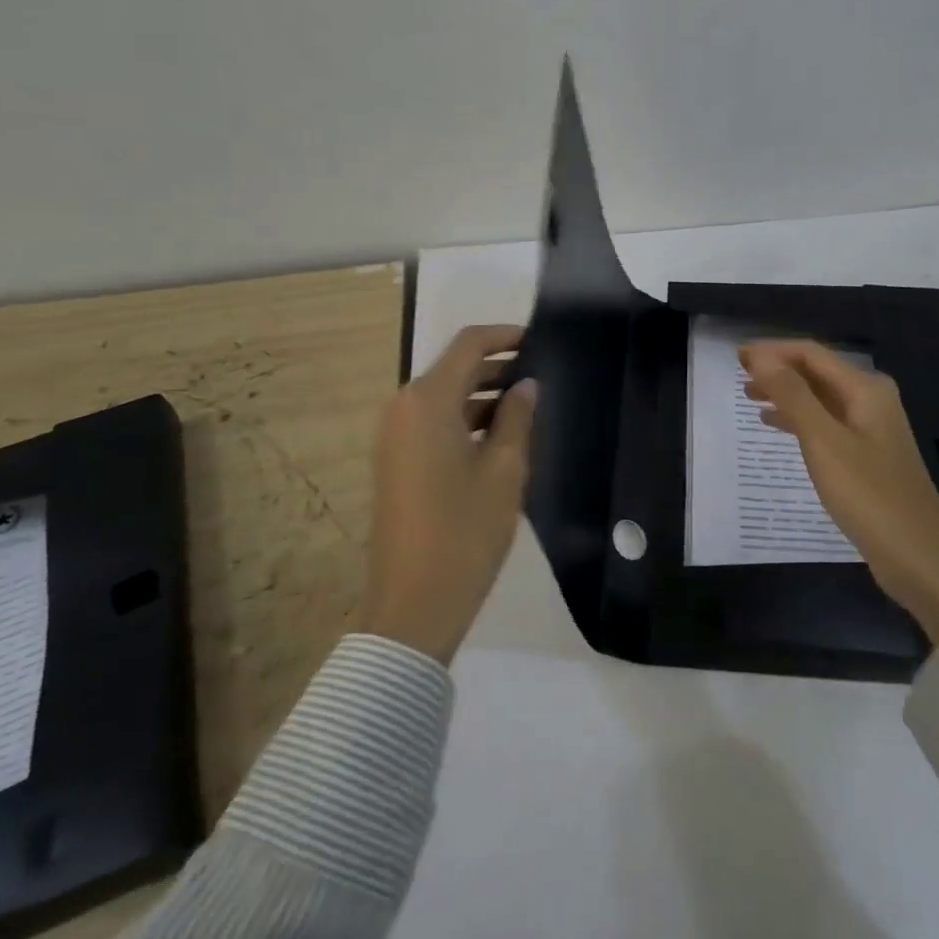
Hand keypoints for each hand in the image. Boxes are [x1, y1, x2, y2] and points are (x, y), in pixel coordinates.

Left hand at [360, 324, 537, 663]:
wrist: (414, 603)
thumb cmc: (466, 530)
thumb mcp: (505, 470)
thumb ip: (517, 417)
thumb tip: (526, 385)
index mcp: (427, 401)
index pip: (469, 345)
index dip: (505, 336)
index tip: (540, 340)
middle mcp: (403, 409)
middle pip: (454, 370)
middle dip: (497, 367)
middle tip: (543, 376)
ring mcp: (394, 437)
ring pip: (444, 398)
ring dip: (483, 396)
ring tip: (529, 407)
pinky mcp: (396, 463)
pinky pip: (433, 424)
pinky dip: (465, 420)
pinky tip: (501, 438)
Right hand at [742, 340, 938, 642]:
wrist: (918, 557)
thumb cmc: (869, 495)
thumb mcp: (824, 441)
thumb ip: (792, 395)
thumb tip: (760, 357)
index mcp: (866, 390)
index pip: (812, 354)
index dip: (773, 351)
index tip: (737, 356)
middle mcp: (871, 401)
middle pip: (817, 372)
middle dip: (778, 369)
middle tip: (739, 374)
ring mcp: (871, 430)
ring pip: (820, 399)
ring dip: (786, 393)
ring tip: (749, 395)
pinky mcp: (867, 456)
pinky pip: (826, 424)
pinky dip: (799, 419)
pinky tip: (776, 425)